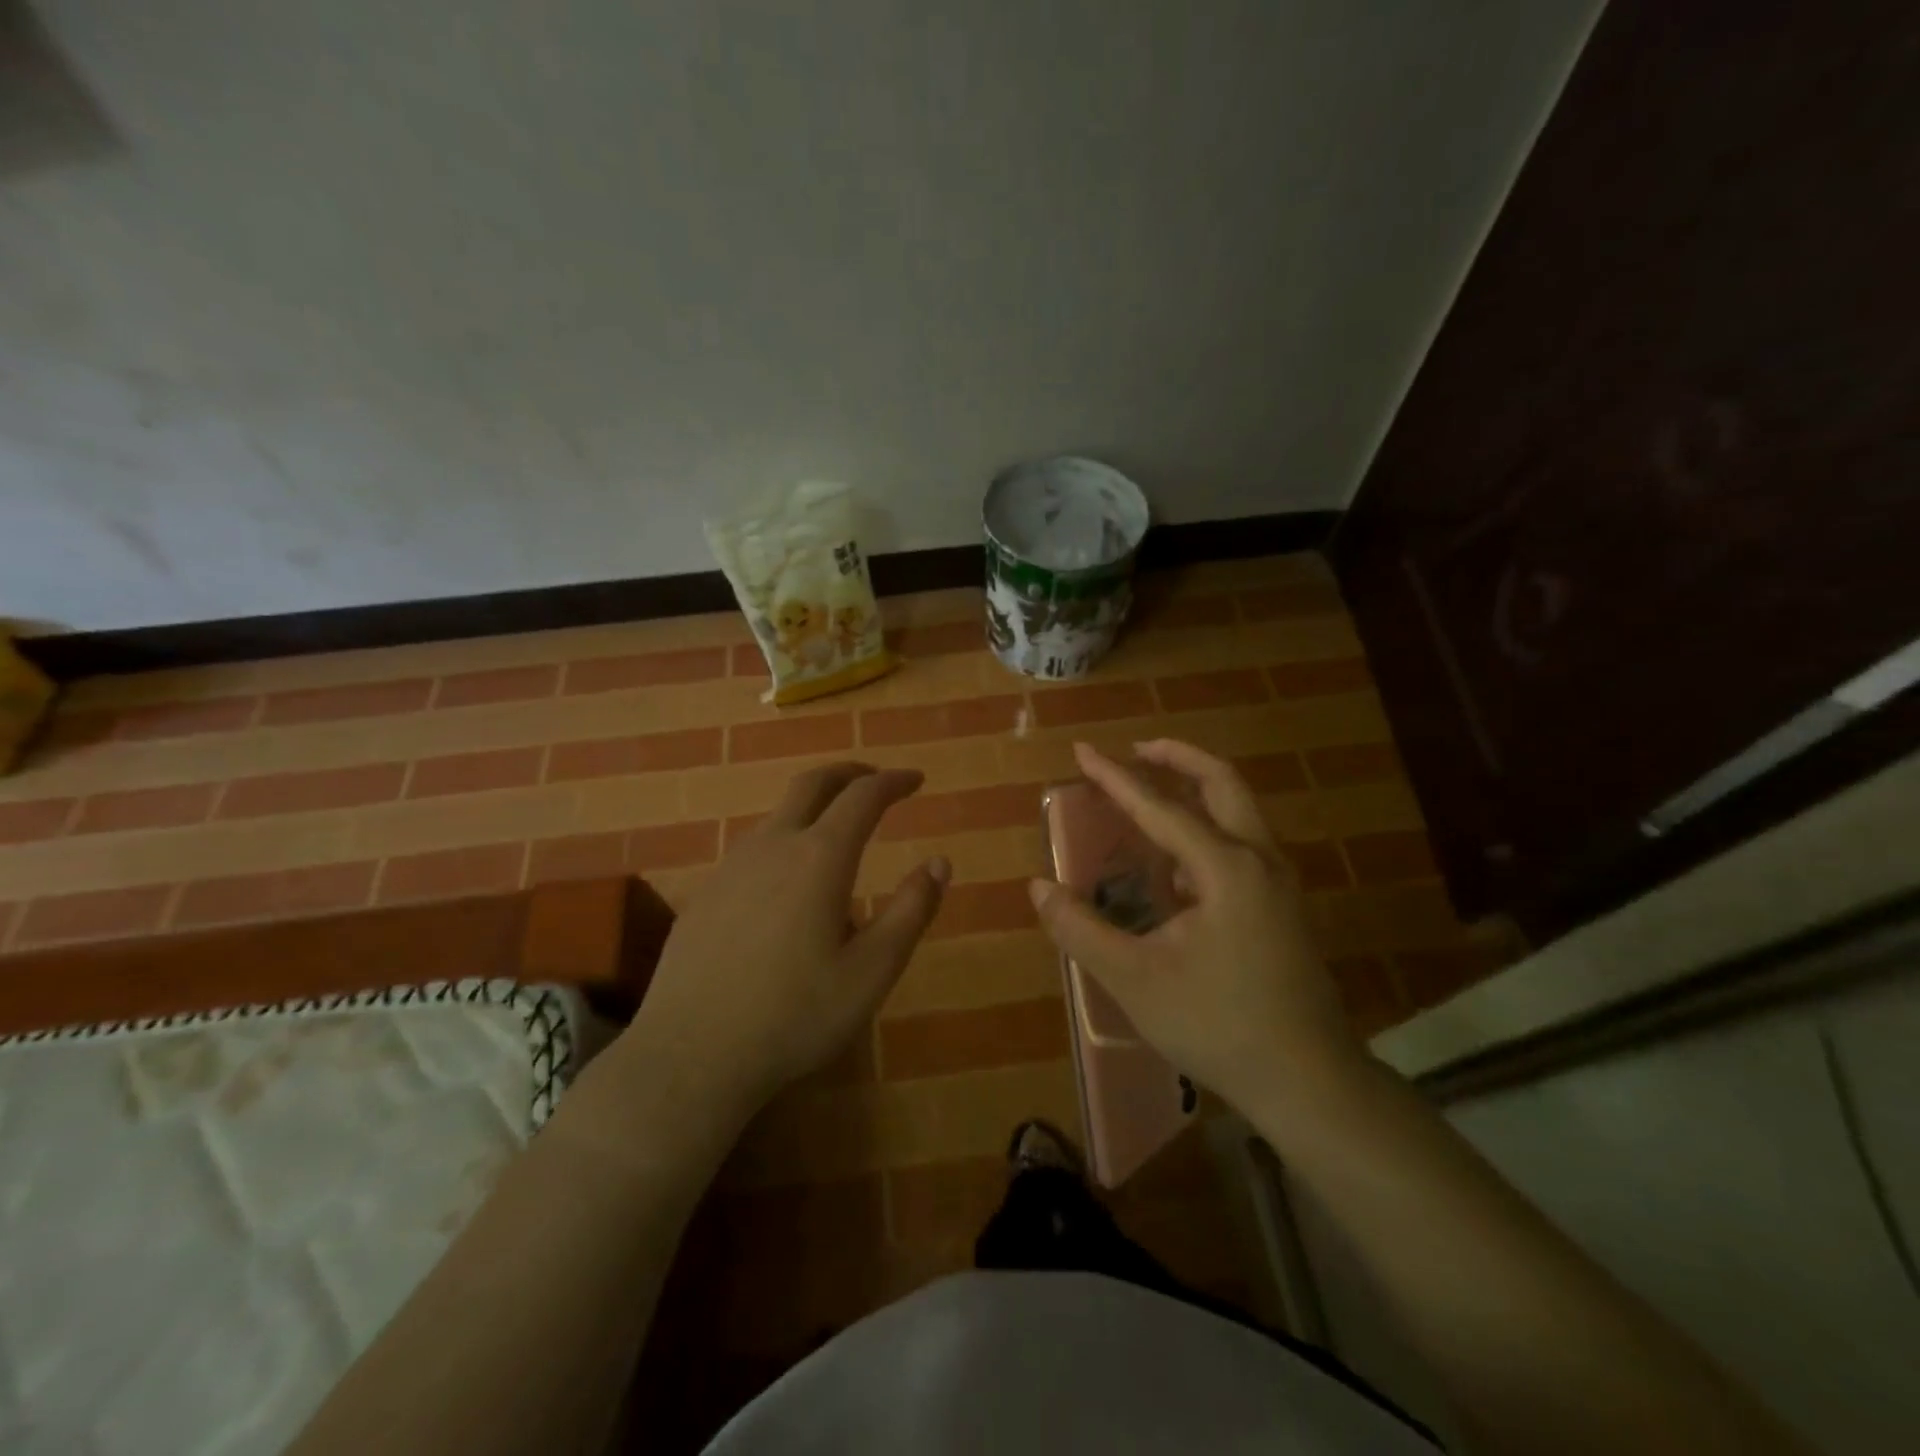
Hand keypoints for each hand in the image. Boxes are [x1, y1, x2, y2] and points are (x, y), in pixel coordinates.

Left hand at [619, 763, 948, 1119]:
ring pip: (779, 817)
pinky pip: (753, 852)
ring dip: (814, 812)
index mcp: (819, 857)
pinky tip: (787, 892)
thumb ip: (911, 911)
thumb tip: (939, 863)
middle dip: (849, 774)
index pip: (863, 796)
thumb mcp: (872, 971)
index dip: (893, 782)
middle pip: (812, 784)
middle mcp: (772, 846)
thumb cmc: (795, 1015)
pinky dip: (784, 845)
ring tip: (838, 844)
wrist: (691, 1055)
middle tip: (876, 781)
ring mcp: (731, 868)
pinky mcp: (705, 895)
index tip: (916, 780)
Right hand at [1029, 740, 1362, 1113]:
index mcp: (1226, 867)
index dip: (1115, 778)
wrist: (1309, 1081)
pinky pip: (1243, 843)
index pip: (1160, 807)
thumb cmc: (1217, 1025)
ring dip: (1197, 790)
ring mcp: (1280, 883)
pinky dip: (1209, 827)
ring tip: (1152, 795)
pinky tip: (1178, 864)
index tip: (1082, 750)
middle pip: (1222, 783)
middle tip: (1137, 750)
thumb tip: (1039, 888)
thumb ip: (1081, 929)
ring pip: (1240, 811)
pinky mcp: (1284, 907)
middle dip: (1177, 758)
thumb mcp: (1134, 979)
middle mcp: (1260, 860)